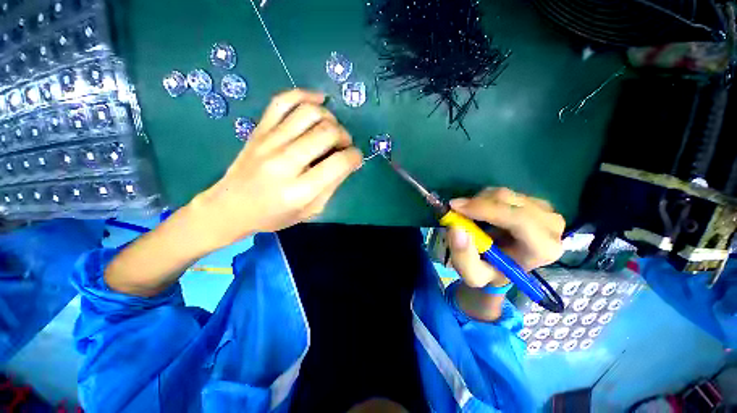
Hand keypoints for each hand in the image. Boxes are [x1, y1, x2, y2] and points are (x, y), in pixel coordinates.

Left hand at [189, 89, 362, 250]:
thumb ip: (331, 185)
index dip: (355, 156)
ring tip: (331, 129)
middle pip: (327, 133)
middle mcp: (284, 162)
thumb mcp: (311, 211)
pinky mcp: (258, 130)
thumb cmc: (274, 215)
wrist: (231, 207)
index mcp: (300, 191)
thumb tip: (347, 161)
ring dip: (330, 118)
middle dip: (345, 136)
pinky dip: (305, 95)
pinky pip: (282, 101)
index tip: (355, 158)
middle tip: (344, 145)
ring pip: (309, 112)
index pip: (339, 163)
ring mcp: (269, 142)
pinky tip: (318, 100)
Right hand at [447, 188, 564, 288]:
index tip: (456, 208)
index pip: (519, 220)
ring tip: (469, 217)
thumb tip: (456, 229)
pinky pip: (503, 192)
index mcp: (543, 249)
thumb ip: (463, 257)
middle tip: (455, 210)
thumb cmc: (491, 271)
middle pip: (510, 202)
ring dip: (479, 201)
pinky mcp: (535, 201)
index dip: (486, 210)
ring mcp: (545, 210)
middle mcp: (551, 226)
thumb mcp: (473, 274)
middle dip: (477, 204)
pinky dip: (485, 199)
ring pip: (504, 194)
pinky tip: (481, 213)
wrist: (504, 265)